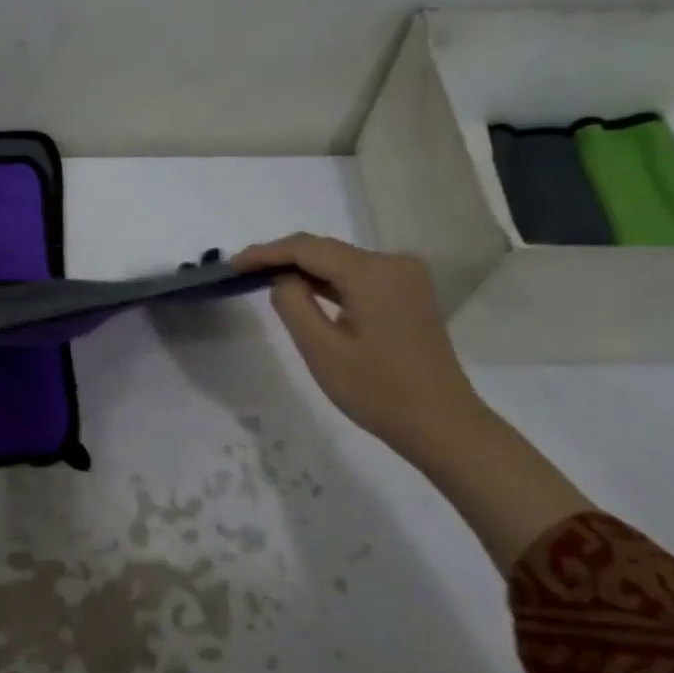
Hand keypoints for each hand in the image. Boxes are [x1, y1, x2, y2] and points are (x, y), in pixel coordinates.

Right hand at [233, 234, 484, 461]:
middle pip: (326, 250)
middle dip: (283, 258)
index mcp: (372, 272)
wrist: (441, 424)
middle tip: (242, 272)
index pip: (307, 248)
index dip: (266, 252)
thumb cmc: (377, 391)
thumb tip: (283, 279)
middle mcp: (393, 263)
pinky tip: (306, 294)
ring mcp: (406, 278)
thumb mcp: (321, 350)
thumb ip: (293, 304)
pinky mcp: (409, 295)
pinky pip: (360, 278)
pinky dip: (330, 283)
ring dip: (305, 271)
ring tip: (264, 280)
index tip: (232, 265)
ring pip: (342, 263)